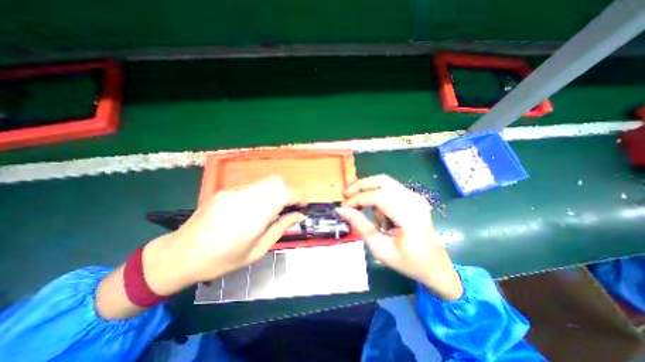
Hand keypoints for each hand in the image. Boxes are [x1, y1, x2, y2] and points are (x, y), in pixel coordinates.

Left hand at [143, 177, 301, 294]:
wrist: (179, 255)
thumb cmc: (221, 261)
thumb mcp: (256, 251)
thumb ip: (280, 229)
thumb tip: (298, 215)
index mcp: (253, 216)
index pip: (285, 193)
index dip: (299, 196)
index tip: (302, 206)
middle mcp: (245, 198)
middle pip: (277, 181)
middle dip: (289, 191)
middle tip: (290, 207)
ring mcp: (233, 191)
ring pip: (266, 181)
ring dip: (277, 191)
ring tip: (274, 208)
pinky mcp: (226, 190)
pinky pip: (253, 186)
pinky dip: (263, 192)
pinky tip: (255, 207)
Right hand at [339, 174, 464, 298]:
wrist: (432, 264)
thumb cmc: (407, 261)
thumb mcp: (380, 248)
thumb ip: (360, 226)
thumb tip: (341, 210)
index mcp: (410, 216)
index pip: (379, 197)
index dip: (358, 199)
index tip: (343, 207)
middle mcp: (414, 200)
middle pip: (382, 181)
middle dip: (360, 186)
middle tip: (345, 196)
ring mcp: (414, 196)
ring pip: (384, 181)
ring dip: (366, 188)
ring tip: (354, 201)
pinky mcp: (411, 196)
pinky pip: (388, 187)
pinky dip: (374, 192)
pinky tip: (369, 205)